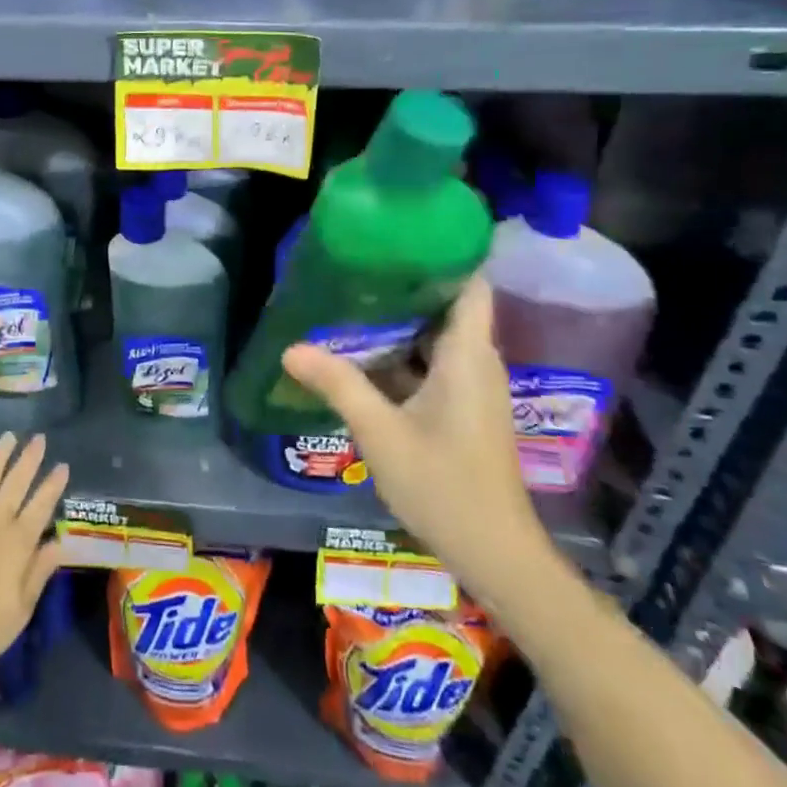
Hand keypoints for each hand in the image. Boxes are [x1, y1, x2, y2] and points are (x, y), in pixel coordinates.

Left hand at [0, 432, 68, 676]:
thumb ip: (38, 573)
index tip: (62, 465)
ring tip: (8, 436)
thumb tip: (59, 543)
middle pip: (15, 484)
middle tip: (39, 438)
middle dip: (29, 460)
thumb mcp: (20, 611)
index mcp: (17, 544)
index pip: (41, 507)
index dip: (53, 485)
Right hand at [280, 278, 555, 605]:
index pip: (469, 282)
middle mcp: (476, 361)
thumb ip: (338, 384)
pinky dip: (399, 352)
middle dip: (403, 282)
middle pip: (445, 304)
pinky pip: (430, 363)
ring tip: (348, 297)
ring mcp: (471, 387)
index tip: (397, 232)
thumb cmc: (444, 485)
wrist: (495, 554)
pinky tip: (360, 353)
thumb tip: (290, 347)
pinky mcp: (462, 408)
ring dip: (397, 320)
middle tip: (353, 262)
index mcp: (468, 354)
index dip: (442, 251)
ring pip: (434, 336)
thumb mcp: (380, 431)